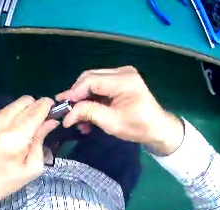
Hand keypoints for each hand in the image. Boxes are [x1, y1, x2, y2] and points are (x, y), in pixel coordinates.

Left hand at [0, 96, 58, 208]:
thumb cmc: (6, 181)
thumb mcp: (32, 167)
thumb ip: (41, 140)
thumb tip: (51, 122)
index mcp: (15, 137)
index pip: (36, 110)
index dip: (48, 106)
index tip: (55, 110)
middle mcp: (2, 123)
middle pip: (26, 101)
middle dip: (38, 107)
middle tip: (42, 121)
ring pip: (17, 103)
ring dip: (27, 110)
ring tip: (29, 126)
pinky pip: (7, 109)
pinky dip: (16, 114)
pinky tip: (15, 129)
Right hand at [56, 66, 183, 154]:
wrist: (158, 128)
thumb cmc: (139, 127)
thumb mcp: (112, 123)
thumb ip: (88, 113)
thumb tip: (67, 114)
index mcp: (124, 80)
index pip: (91, 80)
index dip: (74, 92)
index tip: (61, 105)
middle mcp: (123, 72)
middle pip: (91, 77)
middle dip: (77, 95)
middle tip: (68, 111)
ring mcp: (123, 74)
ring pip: (94, 81)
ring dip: (85, 98)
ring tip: (80, 117)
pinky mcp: (122, 79)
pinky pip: (101, 85)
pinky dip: (93, 98)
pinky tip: (90, 112)